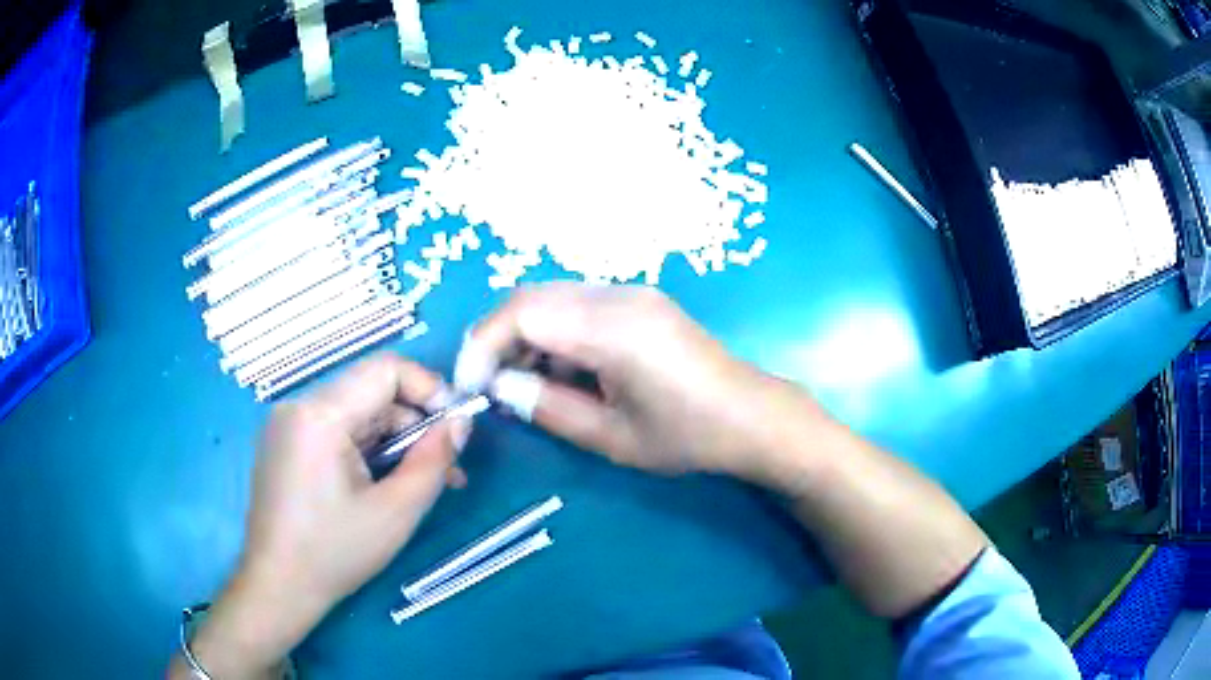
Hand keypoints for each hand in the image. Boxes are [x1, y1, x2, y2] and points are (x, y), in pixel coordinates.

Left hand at [171, 354, 464, 679]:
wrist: (278, 587)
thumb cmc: (335, 552)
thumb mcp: (396, 511)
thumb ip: (434, 460)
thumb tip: (462, 422)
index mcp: (319, 414)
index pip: (386, 369)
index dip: (429, 388)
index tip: (456, 427)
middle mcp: (298, 406)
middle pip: (371, 391)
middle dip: (415, 423)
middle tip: (448, 466)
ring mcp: (288, 424)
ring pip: (356, 413)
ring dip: (394, 440)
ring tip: (424, 482)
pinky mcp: (286, 444)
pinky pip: (336, 431)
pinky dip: (368, 449)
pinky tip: (386, 483)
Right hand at [459, 283, 825, 482]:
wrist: (750, 416)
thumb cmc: (686, 437)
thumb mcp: (610, 437)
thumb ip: (546, 407)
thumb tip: (500, 387)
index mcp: (612, 328)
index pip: (522, 312)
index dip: (484, 344)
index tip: (471, 385)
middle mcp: (618, 295)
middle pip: (532, 297)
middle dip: (499, 337)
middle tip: (492, 384)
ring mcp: (631, 292)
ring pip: (552, 298)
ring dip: (526, 334)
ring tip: (525, 383)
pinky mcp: (638, 300)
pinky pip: (578, 305)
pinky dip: (554, 332)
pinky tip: (562, 370)